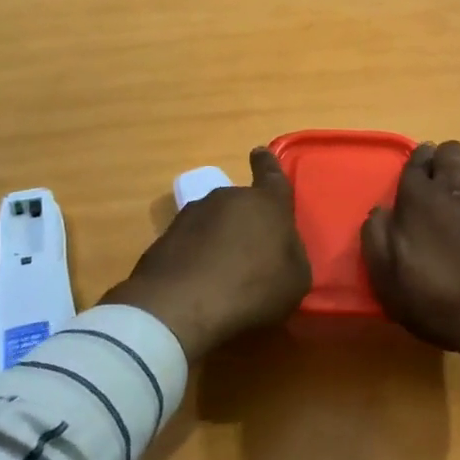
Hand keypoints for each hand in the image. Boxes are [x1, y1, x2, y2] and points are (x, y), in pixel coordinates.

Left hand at [101, 148, 310, 361]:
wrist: (179, 307)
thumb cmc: (252, 288)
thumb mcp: (295, 280)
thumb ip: (292, 255)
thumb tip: (281, 249)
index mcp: (266, 203)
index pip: (271, 174)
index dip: (267, 164)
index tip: (260, 153)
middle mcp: (228, 198)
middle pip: (242, 203)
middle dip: (246, 220)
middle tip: (251, 251)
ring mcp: (192, 215)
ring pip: (213, 221)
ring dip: (219, 238)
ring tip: (222, 273)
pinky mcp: (164, 238)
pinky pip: (190, 243)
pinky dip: (196, 257)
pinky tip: (198, 284)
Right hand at [361, 141, 459, 375]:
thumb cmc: (441, 302)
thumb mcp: (388, 281)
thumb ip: (377, 238)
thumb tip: (381, 211)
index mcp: (419, 200)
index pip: (415, 163)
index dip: (416, 163)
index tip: (419, 170)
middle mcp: (457, 189)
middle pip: (450, 153)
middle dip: (444, 160)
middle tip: (440, 190)